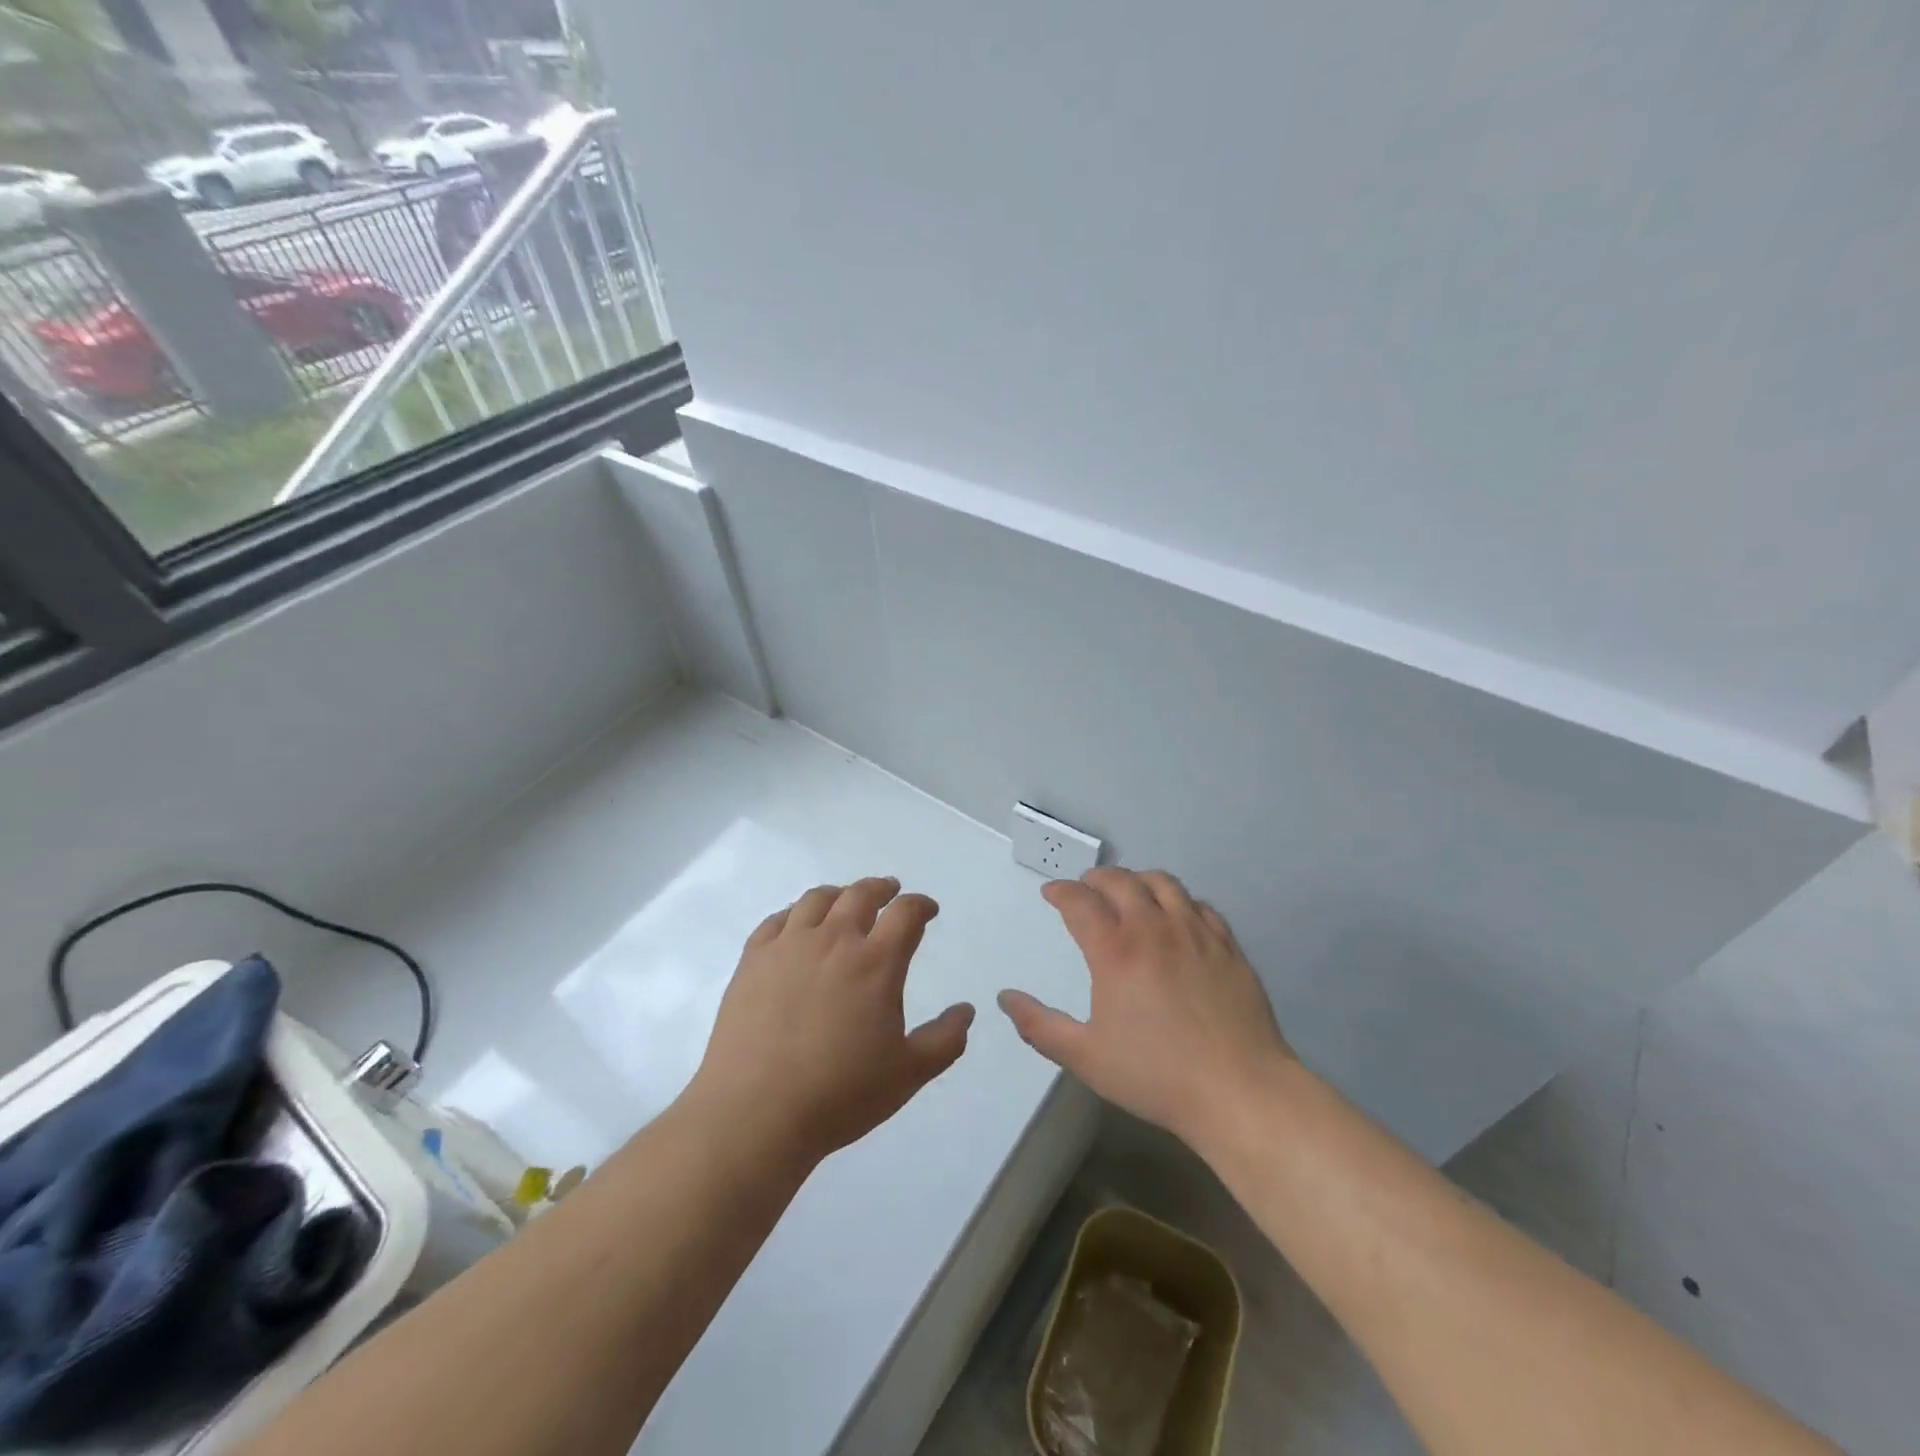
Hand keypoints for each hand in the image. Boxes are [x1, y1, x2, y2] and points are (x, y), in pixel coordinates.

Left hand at [688, 877, 974, 1167]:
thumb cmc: (839, 1094)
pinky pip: (776, 920)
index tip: (927, 909)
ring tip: (845, 900)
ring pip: (817, 899)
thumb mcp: (908, 1074)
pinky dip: (794, 913)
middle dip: (881, 888)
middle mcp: (834, 940)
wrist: (755, 1112)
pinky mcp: (753, 960)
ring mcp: (788, 946)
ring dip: (839, 894)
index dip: (921, 905)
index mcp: (876, 962)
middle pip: (861, 894)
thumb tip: (967, 1010)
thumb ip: (944, 1040)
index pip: (906, 913)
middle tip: (890, 891)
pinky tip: (797, 924)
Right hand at [998, 867, 1291, 1148]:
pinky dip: (1177, 900)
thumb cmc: (1156, 1075)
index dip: (1061, 891)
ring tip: (1129, 892)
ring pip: (1162, 883)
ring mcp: (1195, 932)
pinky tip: (1176, 916)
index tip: (1051, 893)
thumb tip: (1005, 998)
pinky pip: (1199, 904)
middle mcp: (1153, 928)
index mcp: (1114, 951)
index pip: (1079, 901)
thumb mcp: (1085, 1057)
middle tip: (1085, 889)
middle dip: (1095, 879)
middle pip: (1120, 881)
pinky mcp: (1227, 945)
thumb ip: (1039, 1026)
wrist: (1239, 1090)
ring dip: (1137, 880)